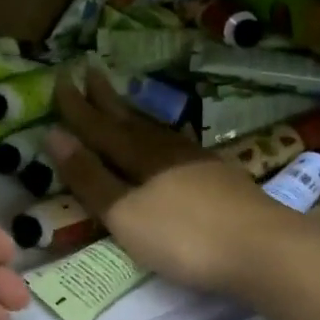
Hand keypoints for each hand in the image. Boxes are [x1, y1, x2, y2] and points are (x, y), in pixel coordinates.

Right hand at [48, 66, 297, 300]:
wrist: (265, 249)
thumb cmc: (184, 236)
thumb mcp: (125, 213)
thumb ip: (90, 178)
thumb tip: (54, 135)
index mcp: (140, 157)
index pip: (99, 127)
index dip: (77, 107)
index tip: (60, 79)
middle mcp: (167, 151)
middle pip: (129, 120)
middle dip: (106, 99)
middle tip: (89, 71)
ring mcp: (198, 163)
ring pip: (156, 130)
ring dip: (134, 115)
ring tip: (121, 105)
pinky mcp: (220, 179)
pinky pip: (177, 146)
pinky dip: (161, 137)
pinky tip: (167, 144)